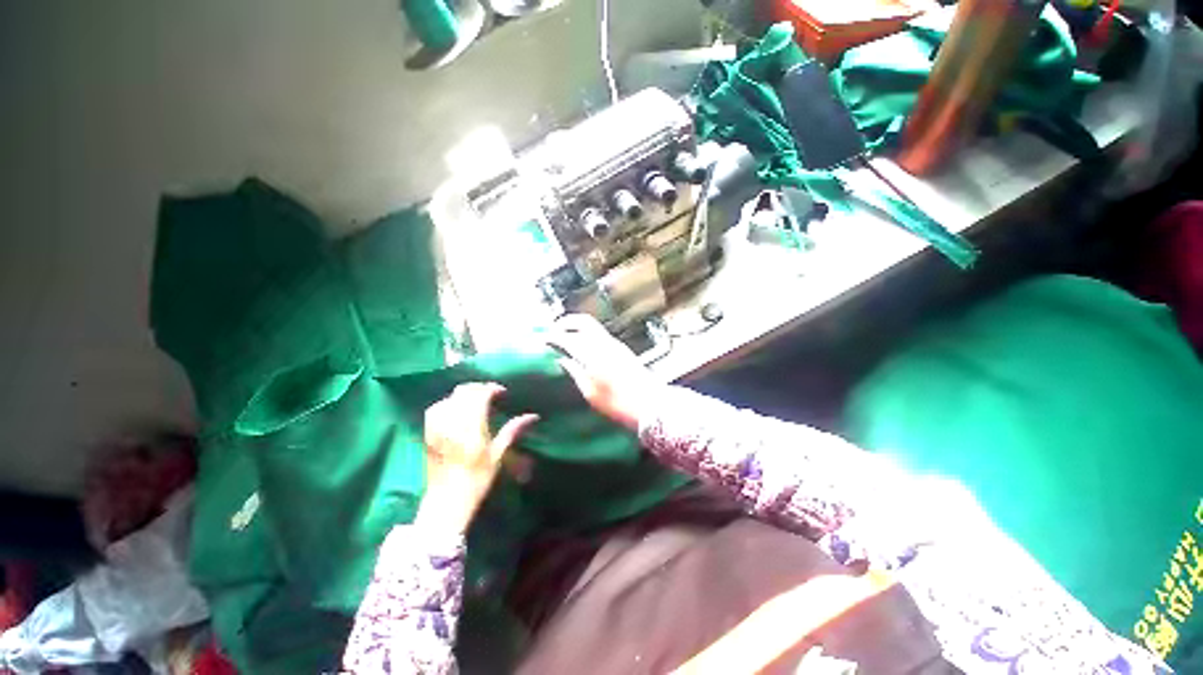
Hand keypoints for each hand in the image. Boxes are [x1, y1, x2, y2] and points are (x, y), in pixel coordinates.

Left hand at [418, 383, 537, 532]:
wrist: (447, 500)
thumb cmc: (477, 479)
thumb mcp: (498, 455)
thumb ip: (512, 431)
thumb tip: (533, 416)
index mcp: (472, 428)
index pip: (480, 396)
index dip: (491, 389)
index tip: (502, 392)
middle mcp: (453, 424)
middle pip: (463, 392)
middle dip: (478, 388)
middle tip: (490, 394)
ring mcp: (438, 428)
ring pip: (449, 398)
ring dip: (463, 394)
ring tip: (474, 399)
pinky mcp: (428, 434)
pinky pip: (435, 409)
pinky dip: (447, 402)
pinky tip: (455, 408)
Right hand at [547, 315, 660, 430]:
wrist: (651, 404)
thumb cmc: (618, 403)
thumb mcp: (591, 393)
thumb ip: (575, 372)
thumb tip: (563, 360)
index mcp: (593, 354)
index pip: (567, 337)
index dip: (553, 336)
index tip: (542, 338)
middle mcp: (604, 343)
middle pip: (583, 321)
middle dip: (566, 322)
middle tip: (554, 329)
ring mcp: (615, 344)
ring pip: (593, 326)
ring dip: (577, 326)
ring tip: (566, 336)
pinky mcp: (622, 348)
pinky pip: (600, 334)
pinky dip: (588, 333)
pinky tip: (583, 345)